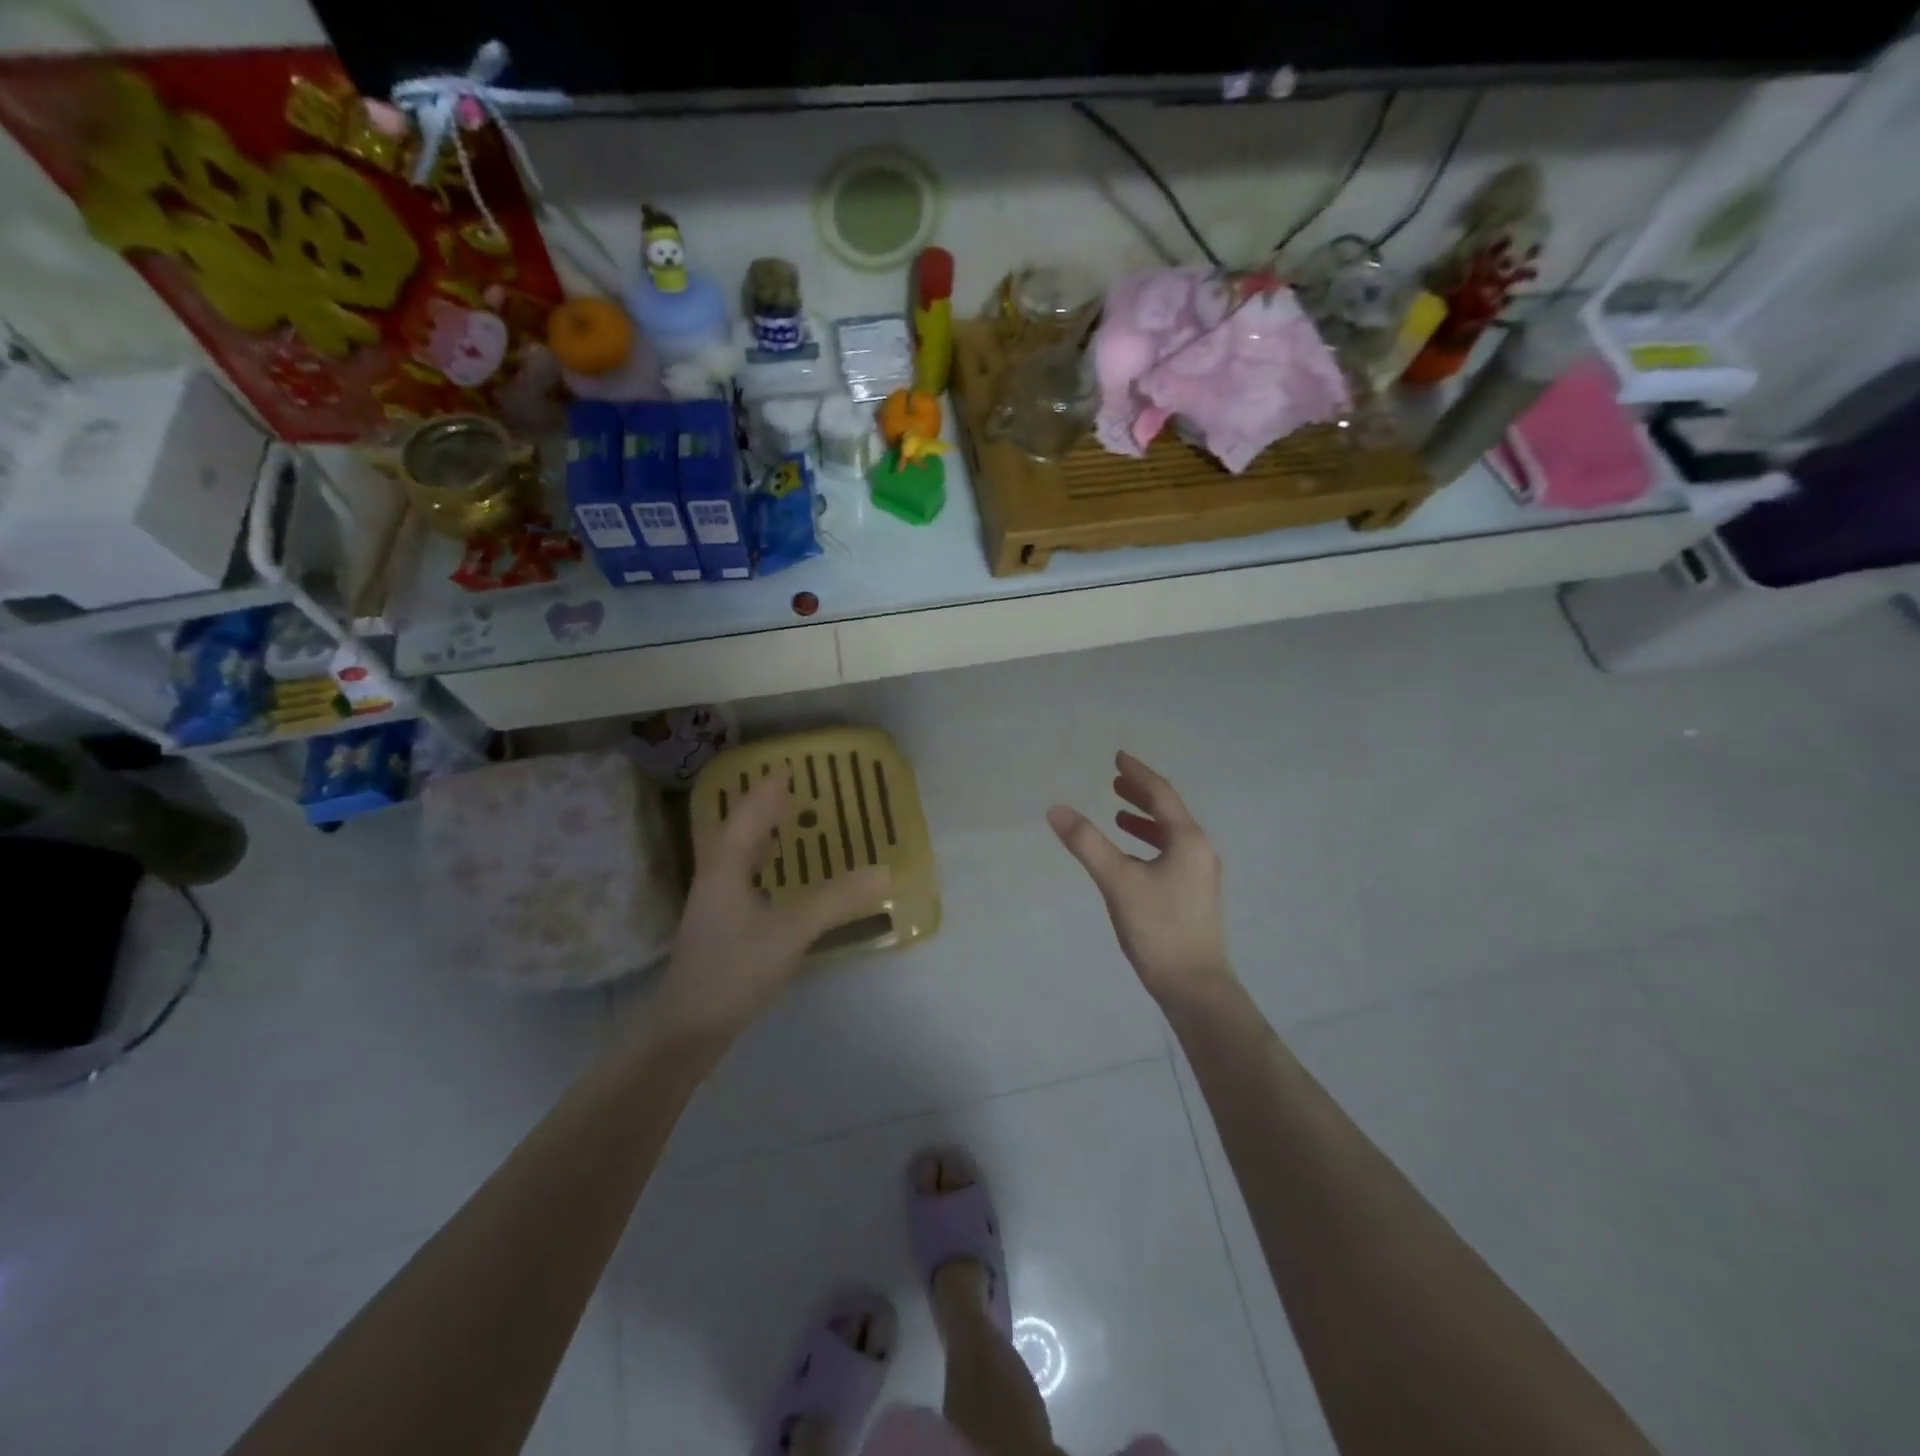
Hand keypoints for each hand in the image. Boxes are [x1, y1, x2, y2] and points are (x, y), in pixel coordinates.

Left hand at [654, 772, 889, 1041]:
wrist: (688, 1028)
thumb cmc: (734, 969)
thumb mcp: (791, 931)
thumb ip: (837, 900)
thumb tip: (885, 872)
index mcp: (726, 866)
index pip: (747, 815)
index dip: (766, 792)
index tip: (788, 770)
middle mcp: (716, 877)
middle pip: (737, 830)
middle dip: (761, 808)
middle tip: (792, 792)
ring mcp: (714, 904)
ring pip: (736, 855)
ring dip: (759, 834)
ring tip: (785, 824)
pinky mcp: (720, 928)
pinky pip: (742, 878)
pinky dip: (760, 865)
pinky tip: (775, 879)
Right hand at [1047, 751, 1232, 1005]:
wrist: (1195, 987)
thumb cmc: (1159, 928)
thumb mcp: (1118, 882)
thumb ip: (1087, 843)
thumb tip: (1055, 809)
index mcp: (1188, 840)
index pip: (1161, 794)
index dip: (1138, 774)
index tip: (1118, 757)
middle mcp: (1199, 851)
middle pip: (1169, 812)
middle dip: (1141, 795)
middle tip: (1115, 780)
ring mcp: (1200, 875)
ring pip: (1170, 835)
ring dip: (1144, 820)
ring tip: (1118, 814)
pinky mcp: (1194, 895)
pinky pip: (1170, 854)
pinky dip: (1148, 844)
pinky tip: (1130, 857)